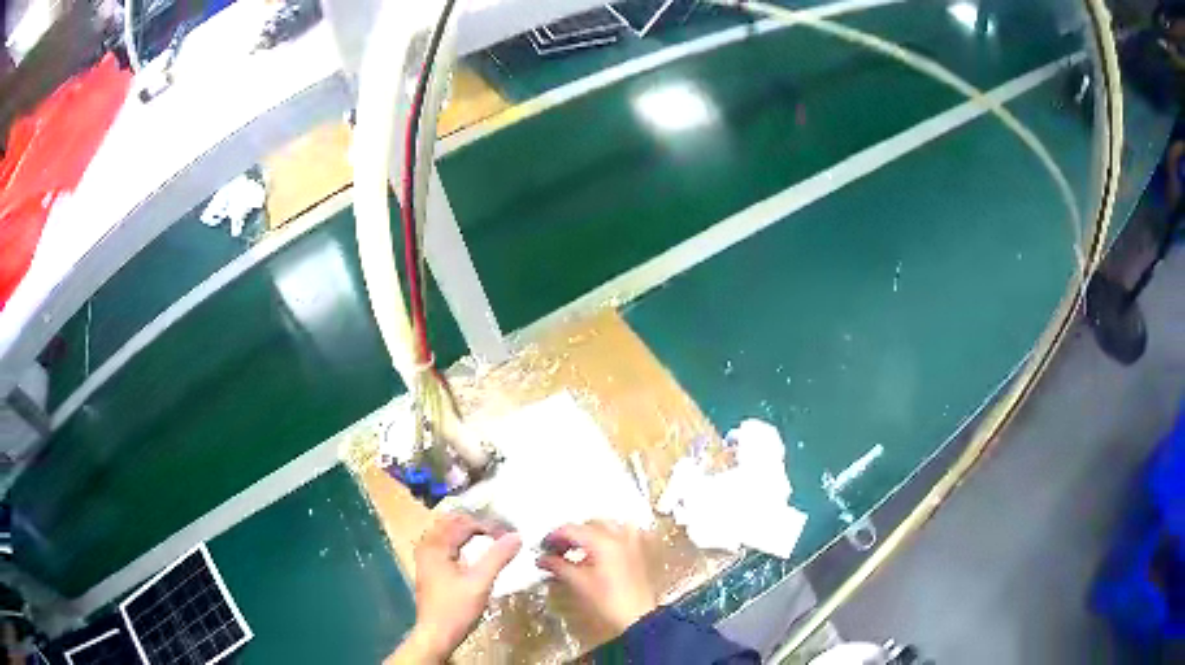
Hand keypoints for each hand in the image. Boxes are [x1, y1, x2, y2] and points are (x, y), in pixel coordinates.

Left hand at [390, 513, 521, 662]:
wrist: (436, 634)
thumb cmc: (456, 609)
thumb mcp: (480, 583)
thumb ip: (497, 557)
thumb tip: (516, 535)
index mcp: (435, 546)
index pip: (464, 523)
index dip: (488, 525)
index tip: (509, 534)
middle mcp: (427, 547)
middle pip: (452, 523)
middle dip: (477, 523)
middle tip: (501, 532)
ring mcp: (426, 558)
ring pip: (447, 533)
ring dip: (468, 532)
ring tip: (492, 537)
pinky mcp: (430, 569)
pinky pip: (445, 545)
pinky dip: (461, 542)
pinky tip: (474, 551)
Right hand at [536, 521, 657, 636]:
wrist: (637, 617)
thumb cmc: (606, 600)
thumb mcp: (578, 583)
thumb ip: (558, 566)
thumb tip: (542, 559)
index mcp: (602, 541)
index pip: (571, 529)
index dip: (553, 536)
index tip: (542, 547)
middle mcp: (619, 536)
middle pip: (589, 525)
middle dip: (571, 534)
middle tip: (556, 550)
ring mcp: (631, 542)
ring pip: (607, 526)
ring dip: (590, 533)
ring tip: (576, 549)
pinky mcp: (638, 552)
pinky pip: (622, 534)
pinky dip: (609, 537)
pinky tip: (600, 550)